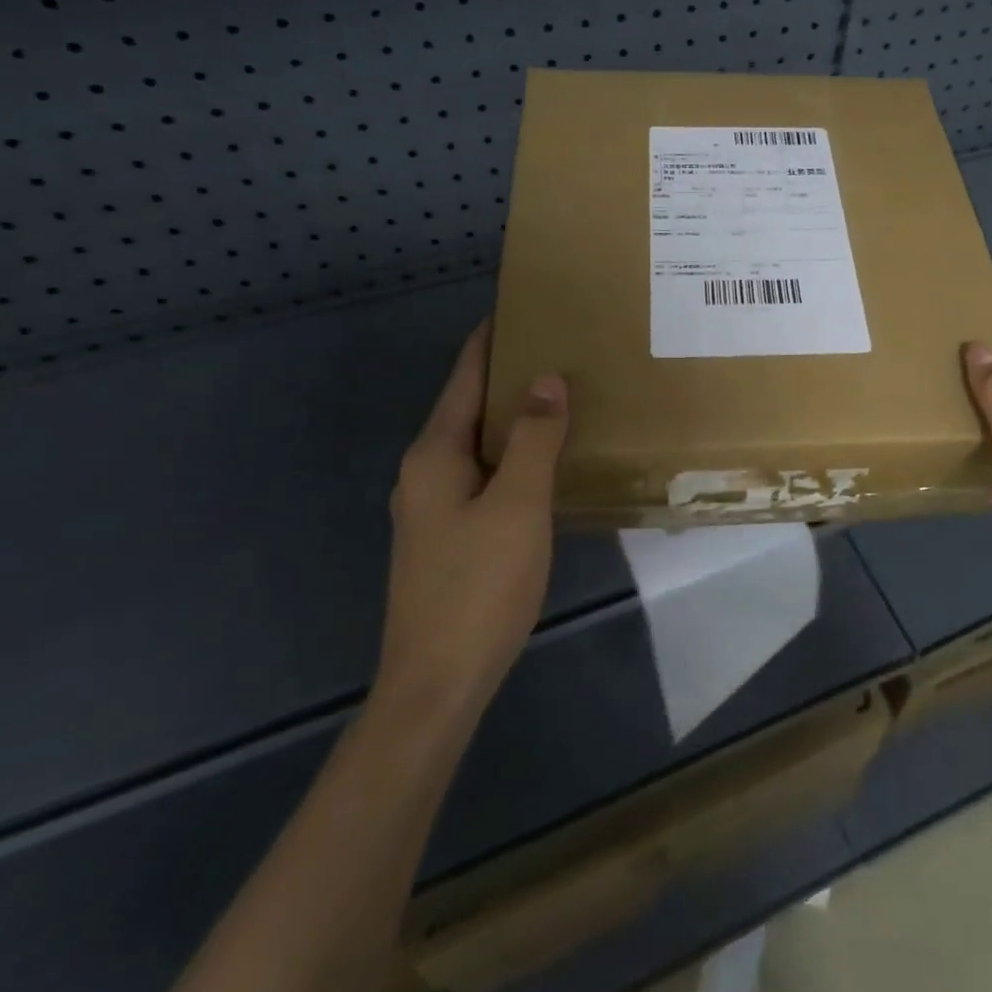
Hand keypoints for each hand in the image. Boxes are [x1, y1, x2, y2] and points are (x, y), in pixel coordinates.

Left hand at [377, 321, 567, 724]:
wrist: (437, 685)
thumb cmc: (478, 586)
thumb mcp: (518, 505)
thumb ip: (535, 438)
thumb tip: (547, 379)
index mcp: (436, 453)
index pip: (466, 376)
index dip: (492, 339)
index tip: (525, 307)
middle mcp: (427, 471)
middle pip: (471, 406)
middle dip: (512, 376)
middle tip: (564, 350)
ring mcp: (434, 506)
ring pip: (480, 444)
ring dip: (516, 418)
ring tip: (564, 397)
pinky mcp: (449, 536)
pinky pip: (485, 475)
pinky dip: (515, 456)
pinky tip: (547, 463)